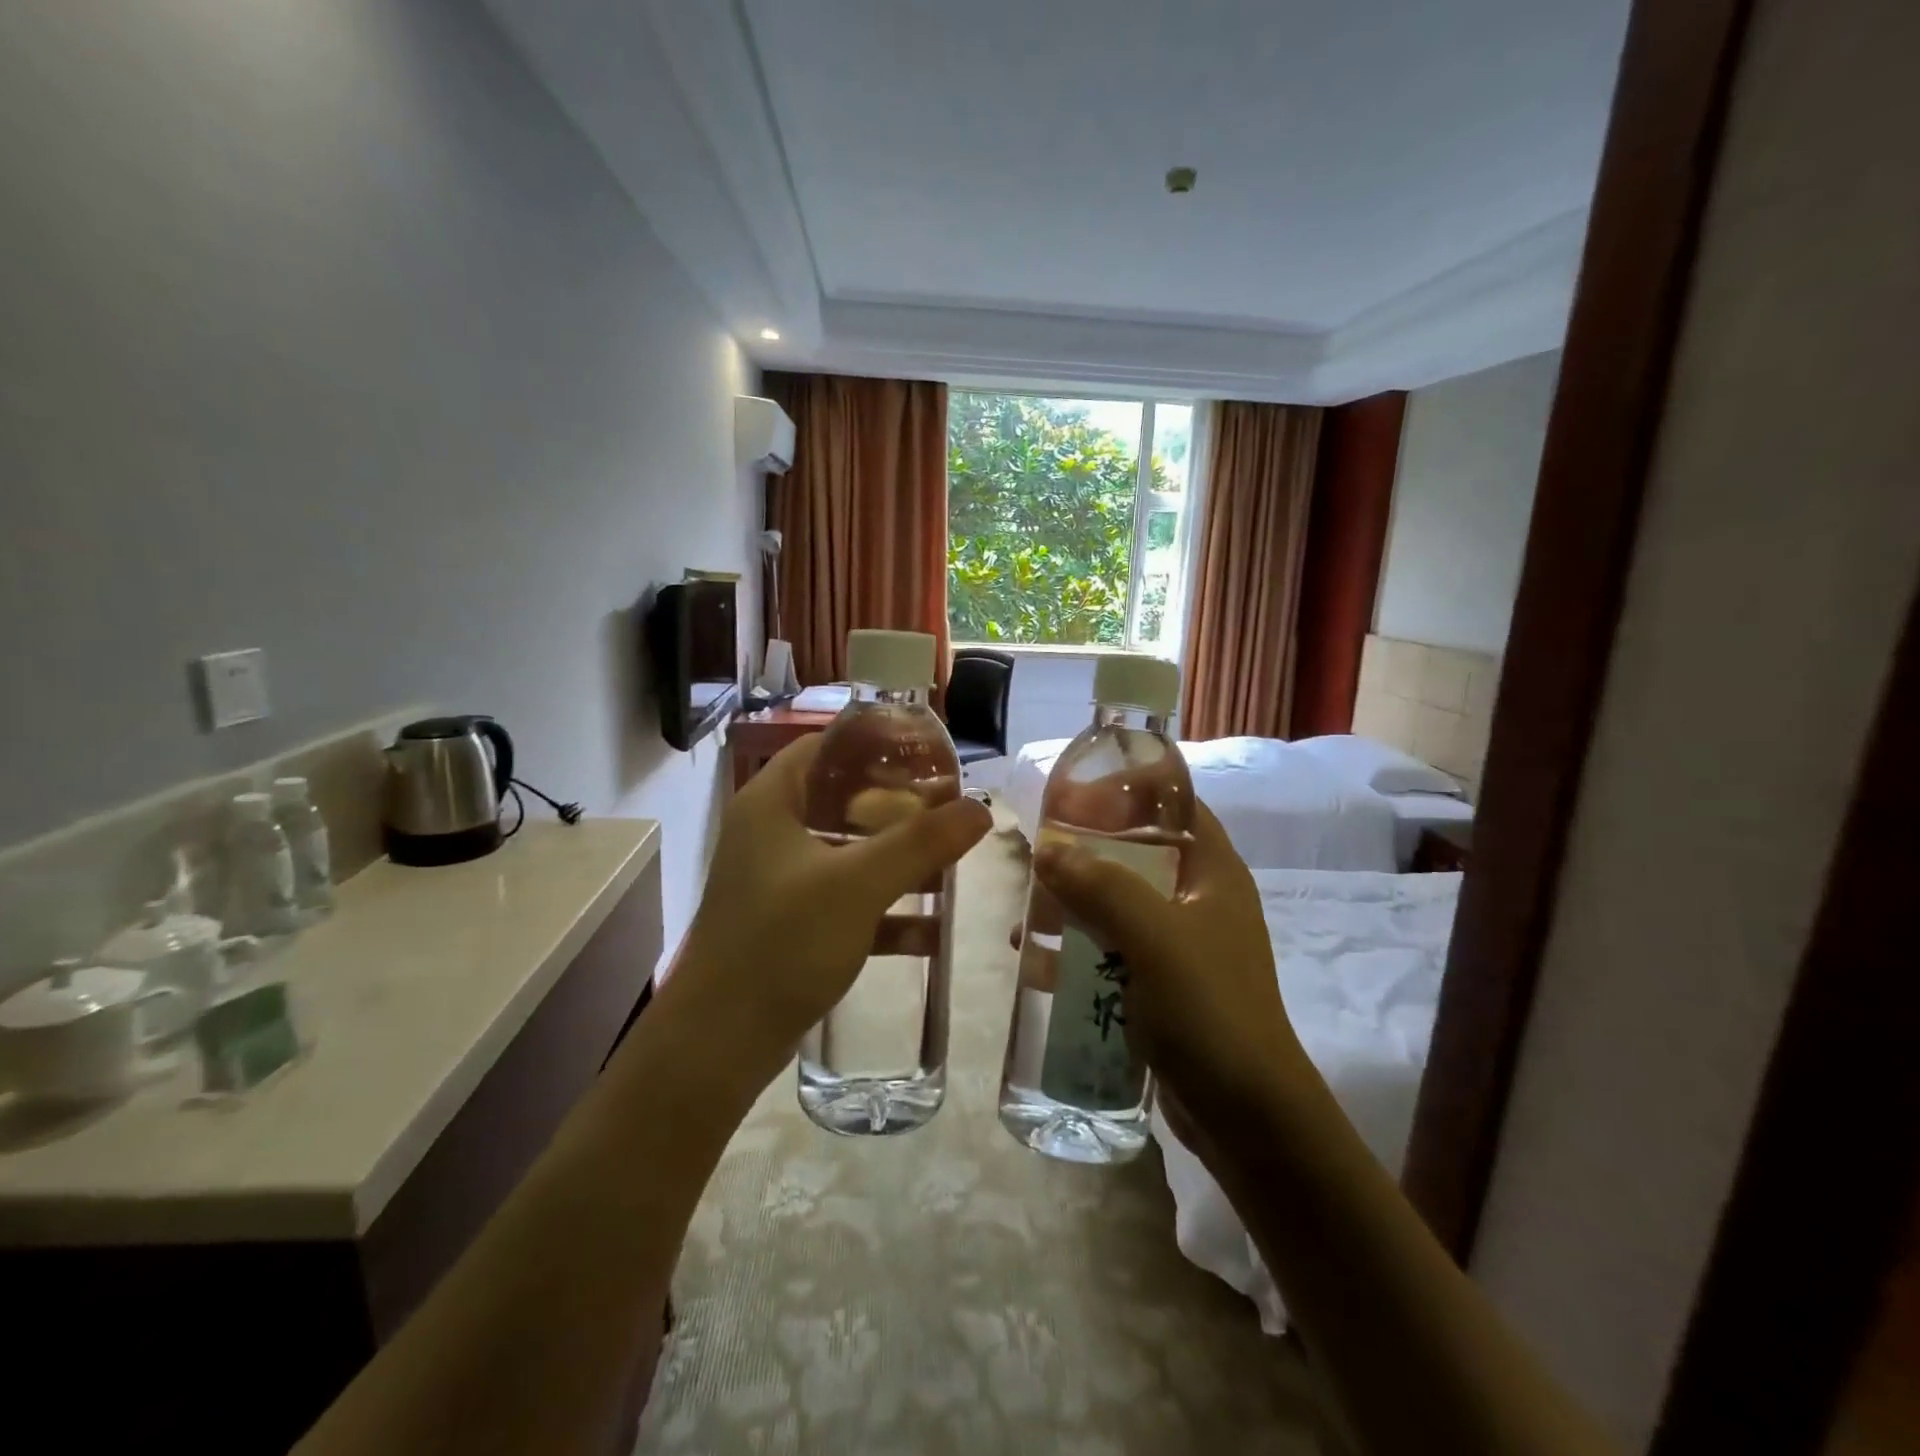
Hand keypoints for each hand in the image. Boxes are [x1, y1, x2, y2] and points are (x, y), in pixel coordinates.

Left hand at [678, 736, 990, 1063]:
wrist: (720, 1043)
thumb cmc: (783, 942)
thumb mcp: (858, 885)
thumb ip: (921, 843)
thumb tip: (981, 809)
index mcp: (772, 803)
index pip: (824, 747)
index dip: (873, 743)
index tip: (925, 752)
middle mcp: (770, 834)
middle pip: (841, 799)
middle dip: (897, 805)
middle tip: (947, 806)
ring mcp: (779, 882)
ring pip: (848, 853)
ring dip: (896, 858)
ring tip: (950, 859)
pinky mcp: (791, 925)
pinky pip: (847, 901)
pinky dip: (885, 910)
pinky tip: (932, 929)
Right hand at [1033, 802, 1309, 1138]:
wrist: (1247, 1118)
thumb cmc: (1210, 1011)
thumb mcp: (1155, 939)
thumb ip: (1101, 887)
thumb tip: (1046, 848)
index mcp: (1213, 872)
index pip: (1174, 806)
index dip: (1128, 791)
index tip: (1073, 796)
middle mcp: (1198, 899)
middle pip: (1136, 854)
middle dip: (1084, 854)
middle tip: (1037, 860)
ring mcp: (1180, 945)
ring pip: (1118, 904)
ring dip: (1073, 906)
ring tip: (1029, 919)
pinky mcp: (1161, 985)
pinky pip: (1112, 950)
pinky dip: (1078, 949)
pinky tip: (1039, 964)